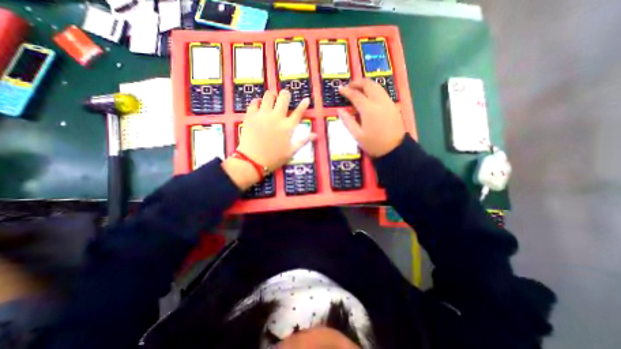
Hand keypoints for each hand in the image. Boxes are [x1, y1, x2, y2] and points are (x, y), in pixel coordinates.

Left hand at [221, 90, 315, 189]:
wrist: (253, 161)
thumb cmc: (274, 158)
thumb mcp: (291, 152)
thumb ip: (303, 141)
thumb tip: (315, 135)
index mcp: (287, 127)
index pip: (298, 112)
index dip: (304, 105)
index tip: (306, 99)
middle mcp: (276, 117)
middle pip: (283, 98)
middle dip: (285, 94)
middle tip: (285, 97)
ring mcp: (263, 115)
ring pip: (268, 96)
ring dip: (272, 96)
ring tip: (272, 99)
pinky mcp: (251, 116)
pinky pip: (254, 102)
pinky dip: (257, 101)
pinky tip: (258, 104)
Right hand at [337, 79, 404, 156]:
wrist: (394, 149)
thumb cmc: (373, 144)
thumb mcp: (357, 135)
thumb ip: (348, 121)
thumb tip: (340, 110)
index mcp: (368, 109)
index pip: (356, 95)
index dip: (347, 91)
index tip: (340, 89)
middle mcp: (379, 102)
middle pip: (369, 85)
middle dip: (358, 82)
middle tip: (350, 86)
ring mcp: (388, 103)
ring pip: (377, 86)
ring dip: (367, 85)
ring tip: (359, 89)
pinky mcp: (393, 106)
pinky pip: (382, 92)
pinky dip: (374, 90)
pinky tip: (370, 96)